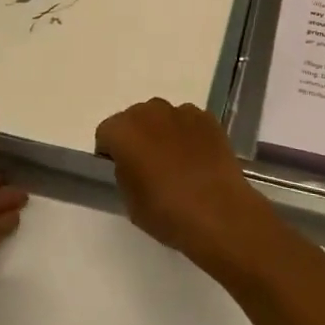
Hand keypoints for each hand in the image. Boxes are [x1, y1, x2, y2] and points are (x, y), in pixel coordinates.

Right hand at [94, 99, 280, 279]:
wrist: (218, 212)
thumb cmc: (167, 212)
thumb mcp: (130, 201)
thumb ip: (124, 172)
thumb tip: (132, 163)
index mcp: (124, 131)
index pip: (106, 133)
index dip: (110, 152)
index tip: (119, 171)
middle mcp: (150, 112)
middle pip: (135, 119)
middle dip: (136, 137)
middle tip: (147, 166)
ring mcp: (181, 111)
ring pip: (162, 117)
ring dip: (163, 133)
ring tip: (176, 163)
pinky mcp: (207, 118)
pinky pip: (188, 122)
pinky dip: (187, 135)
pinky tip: (197, 160)